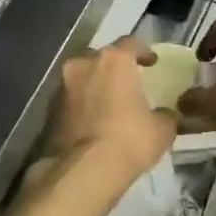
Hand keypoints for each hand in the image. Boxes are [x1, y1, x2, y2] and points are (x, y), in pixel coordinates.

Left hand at [44, 37, 177, 185]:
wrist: (83, 171)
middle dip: (114, 67)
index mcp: (114, 60)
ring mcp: (63, 86)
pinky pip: (72, 99)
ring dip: (95, 85)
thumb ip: (165, 114)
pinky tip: (94, 120)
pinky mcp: (50, 110)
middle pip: (102, 58)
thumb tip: (165, 114)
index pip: (131, 44)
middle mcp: (84, 64)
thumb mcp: (162, 129)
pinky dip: (83, 104)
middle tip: (127, 81)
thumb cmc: (129, 140)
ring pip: (83, 77)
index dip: (144, 52)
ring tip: (110, 102)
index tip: (152, 62)